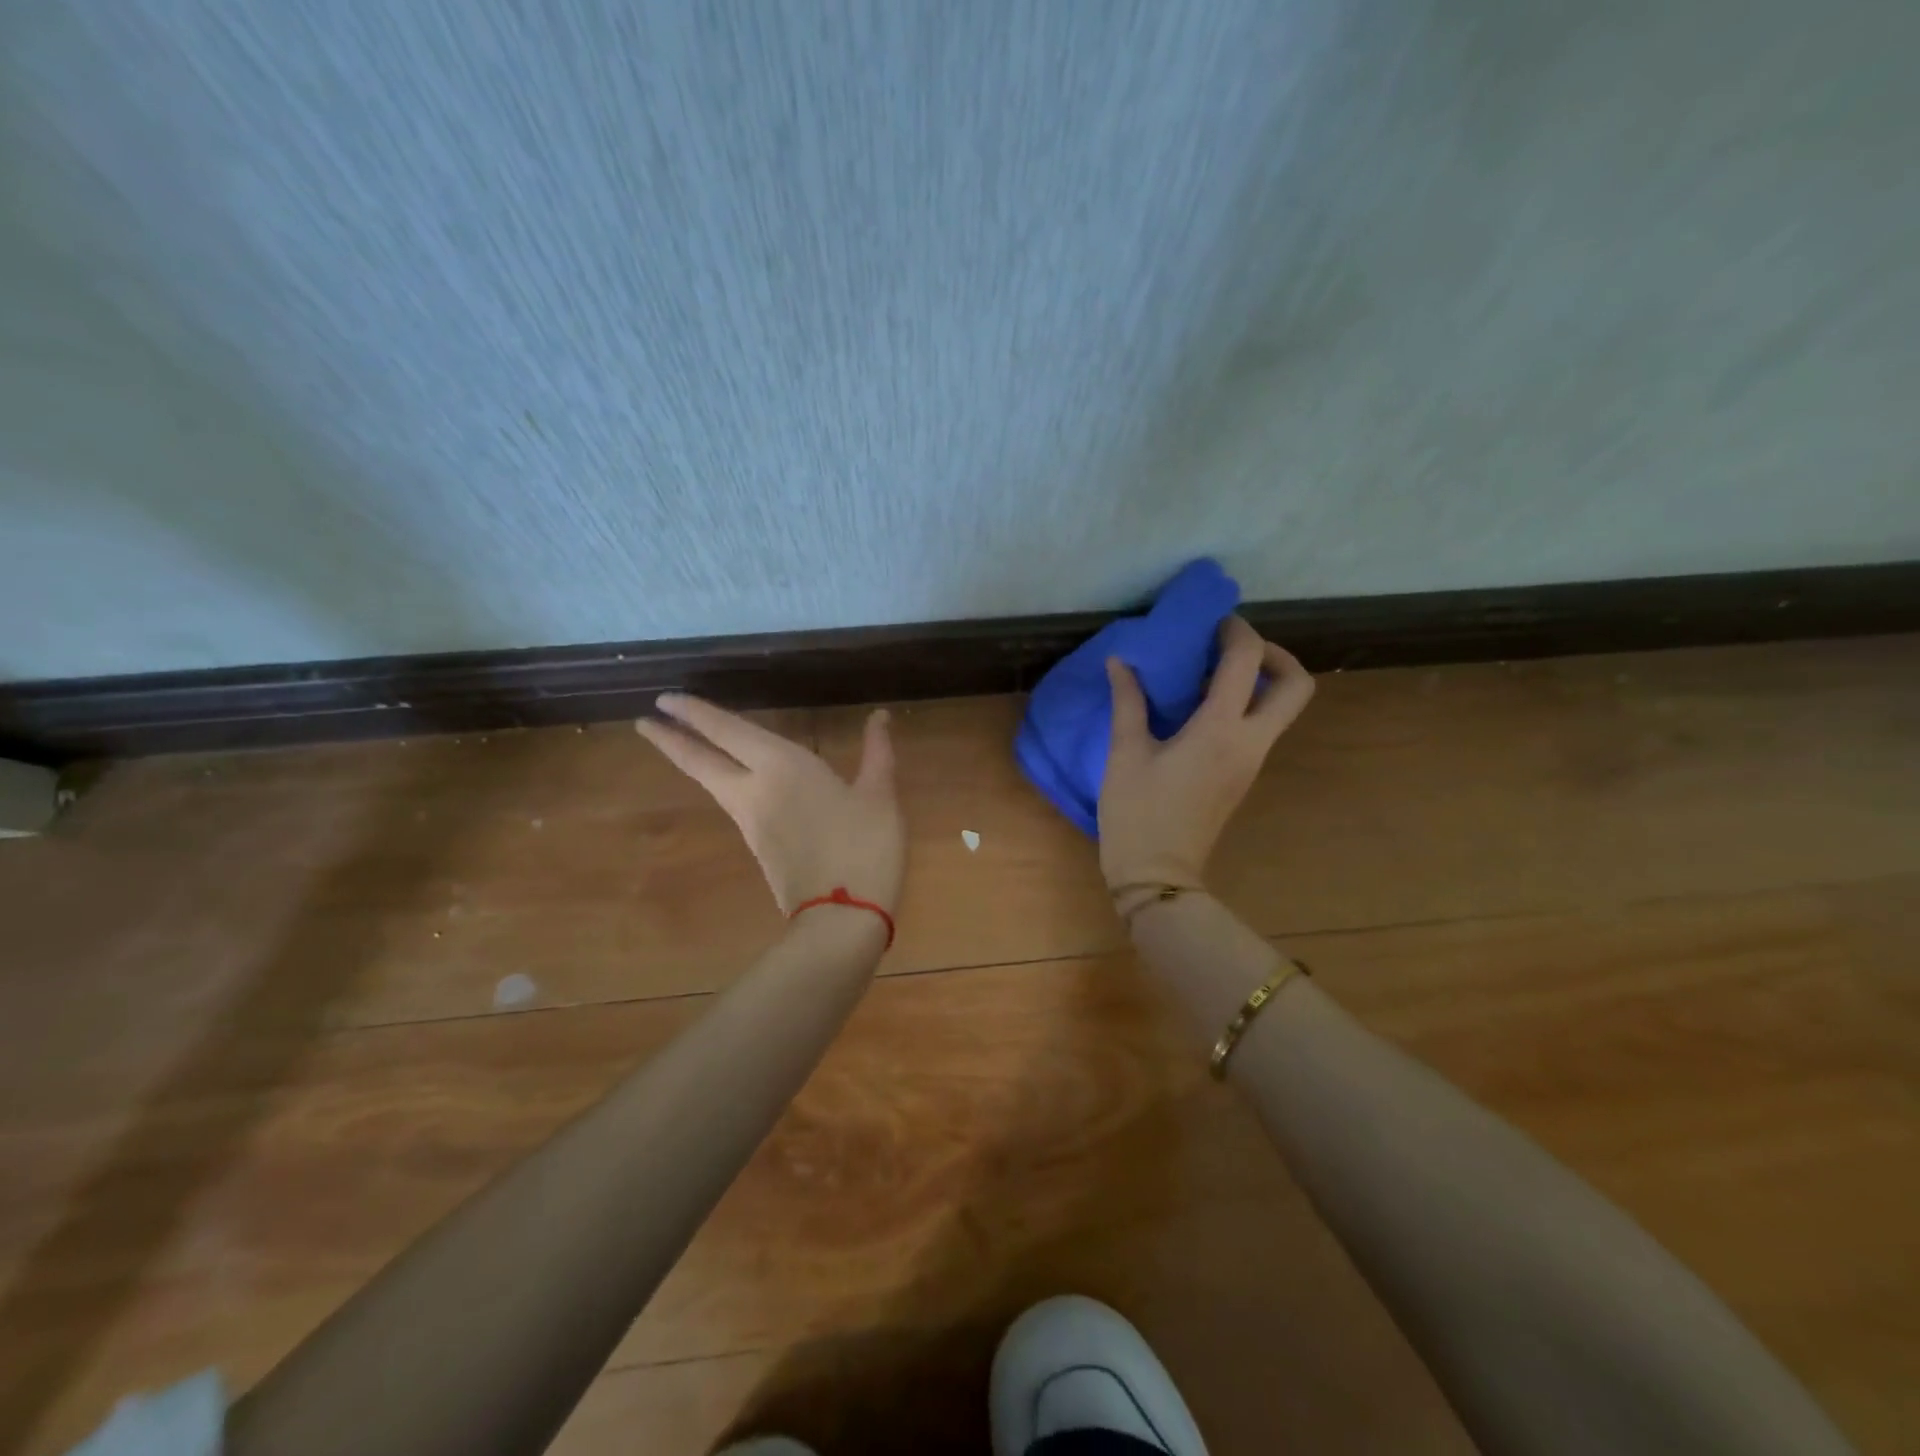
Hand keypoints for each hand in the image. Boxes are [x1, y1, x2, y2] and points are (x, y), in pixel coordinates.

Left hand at [636, 696, 905, 915]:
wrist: (841, 918)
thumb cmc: (864, 847)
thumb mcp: (880, 796)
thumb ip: (877, 752)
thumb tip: (879, 717)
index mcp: (782, 767)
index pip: (727, 731)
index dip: (696, 713)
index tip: (665, 699)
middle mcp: (755, 790)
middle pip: (701, 761)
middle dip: (671, 740)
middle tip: (642, 722)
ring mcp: (751, 823)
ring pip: (712, 784)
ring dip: (693, 761)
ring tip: (681, 745)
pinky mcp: (758, 848)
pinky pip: (732, 804)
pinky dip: (722, 783)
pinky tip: (734, 783)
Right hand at [1099, 616, 1313, 894]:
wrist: (1158, 874)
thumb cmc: (1137, 813)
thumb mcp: (1125, 753)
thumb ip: (1128, 702)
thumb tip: (1122, 662)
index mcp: (1219, 730)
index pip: (1246, 661)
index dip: (1235, 631)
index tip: (1211, 622)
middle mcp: (1250, 741)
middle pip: (1296, 685)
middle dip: (1274, 654)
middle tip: (1232, 648)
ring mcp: (1252, 761)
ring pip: (1282, 707)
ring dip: (1259, 679)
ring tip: (1208, 672)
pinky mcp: (1243, 775)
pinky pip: (1260, 726)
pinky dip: (1244, 704)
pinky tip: (1200, 707)